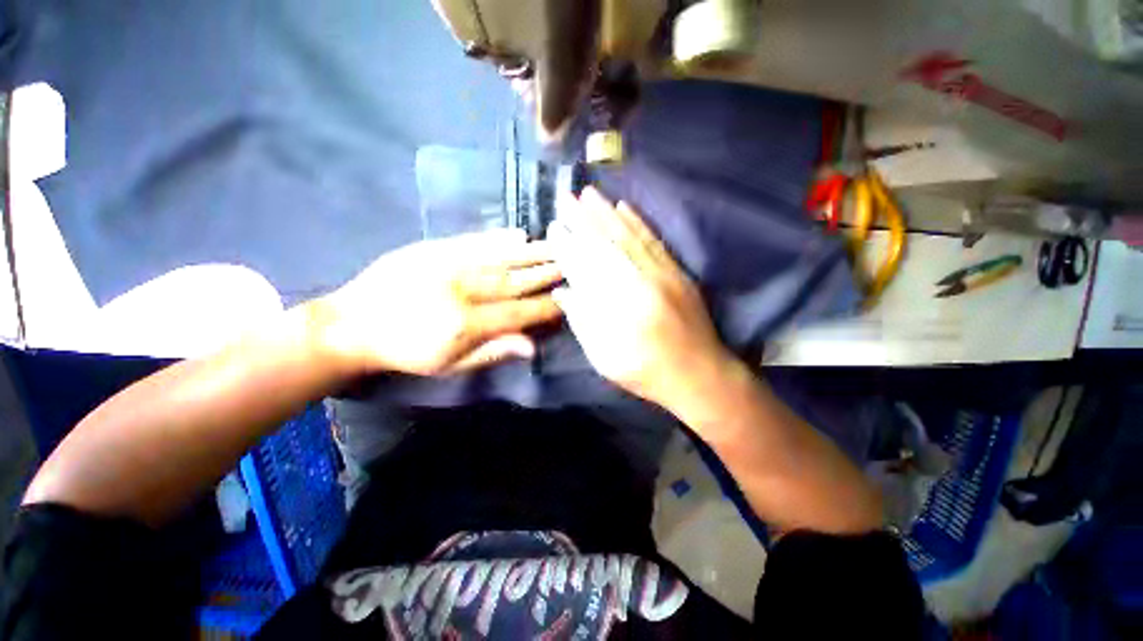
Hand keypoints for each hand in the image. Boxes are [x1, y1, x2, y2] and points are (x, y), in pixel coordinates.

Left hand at [310, 229, 563, 375]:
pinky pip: (472, 240)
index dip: (545, 307)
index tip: (569, 299)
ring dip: (531, 252)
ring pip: (499, 258)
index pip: (518, 313)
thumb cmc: (407, 351)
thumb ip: (493, 352)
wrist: (354, 323)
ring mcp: (446, 265)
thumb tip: (532, 346)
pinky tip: (518, 233)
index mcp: (465, 324)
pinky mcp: (432, 248)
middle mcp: (462, 291)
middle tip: (573, 262)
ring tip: (557, 244)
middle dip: (547, 272)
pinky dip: (497, 237)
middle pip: (514, 280)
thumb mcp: (449, 365)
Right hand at [548, 188, 735, 408]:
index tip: (553, 228)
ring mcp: (663, 274)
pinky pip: (654, 241)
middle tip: (565, 197)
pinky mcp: (677, 272)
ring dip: (607, 212)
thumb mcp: (606, 358)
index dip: (568, 246)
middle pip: (607, 244)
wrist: (700, 375)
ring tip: (589, 193)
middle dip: (584, 218)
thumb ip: (583, 323)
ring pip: (630, 236)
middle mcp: (642, 283)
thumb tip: (563, 291)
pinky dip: (638, 222)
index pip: (587, 268)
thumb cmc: (647, 372)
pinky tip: (625, 207)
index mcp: (621, 308)